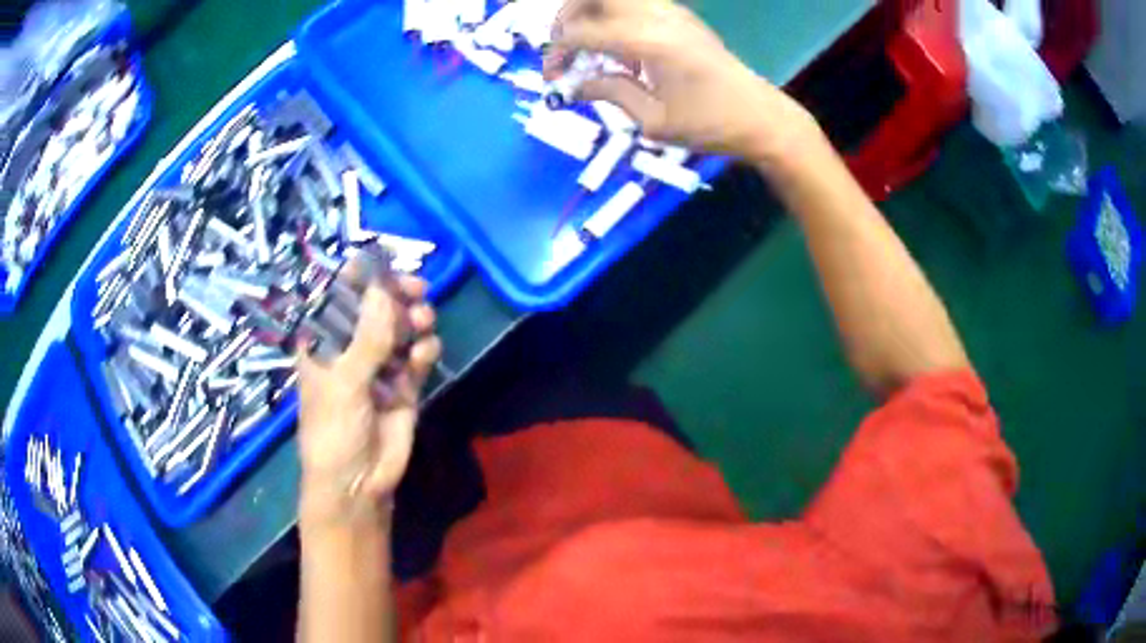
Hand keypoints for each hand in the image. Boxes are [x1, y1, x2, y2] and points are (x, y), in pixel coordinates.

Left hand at [295, 266, 440, 523]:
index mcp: (323, 342)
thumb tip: (383, 288)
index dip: (359, 277)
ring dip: (413, 319)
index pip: (337, 296)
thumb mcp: (345, 383)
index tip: (384, 265)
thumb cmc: (334, 431)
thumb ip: (367, 337)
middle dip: (395, 295)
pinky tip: (424, 356)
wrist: (358, 484)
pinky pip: (417, 355)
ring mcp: (378, 366)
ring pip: (399, 327)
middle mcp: (350, 348)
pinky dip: (424, 349)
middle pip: (374, 307)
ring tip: (421, 323)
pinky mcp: (404, 385)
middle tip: (415, 290)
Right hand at [544, 0, 819, 166]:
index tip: (554, 79)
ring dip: (591, 14)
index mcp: (646, 41)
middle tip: (565, 48)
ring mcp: (671, 11)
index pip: (581, 32)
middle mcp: (656, 15)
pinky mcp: (680, 16)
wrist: (760, 116)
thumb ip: (608, 93)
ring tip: (590, 48)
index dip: (558, 53)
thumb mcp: (652, 120)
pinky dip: (614, 18)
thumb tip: (572, 85)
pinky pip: (634, 3)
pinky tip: (622, 50)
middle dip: (567, 17)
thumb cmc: (709, 125)